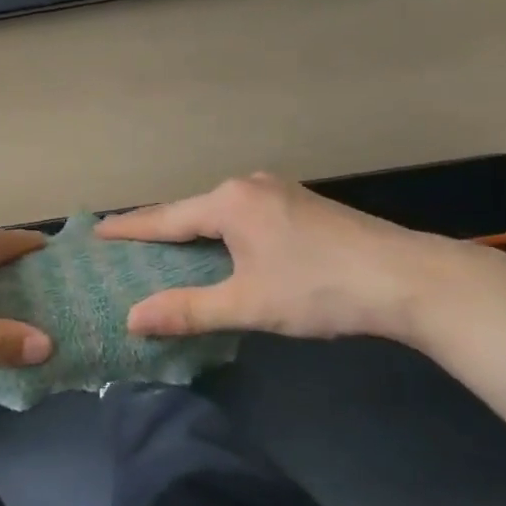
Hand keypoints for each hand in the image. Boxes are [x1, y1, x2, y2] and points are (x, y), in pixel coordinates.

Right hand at [94, 173, 479, 344]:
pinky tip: (225, 251)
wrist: (409, 280)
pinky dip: (224, 233)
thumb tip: (132, 319)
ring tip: (169, 251)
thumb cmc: (319, 288)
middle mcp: (250, 186)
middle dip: (160, 230)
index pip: (165, 218)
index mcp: (230, 202)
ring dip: (195, 232)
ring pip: (222, 213)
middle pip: (192, 211)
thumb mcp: (248, 304)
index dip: (129, 229)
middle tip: (128, 247)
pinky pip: (246, 216)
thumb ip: (187, 311)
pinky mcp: (304, 205)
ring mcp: (281, 192)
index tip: (96, 232)